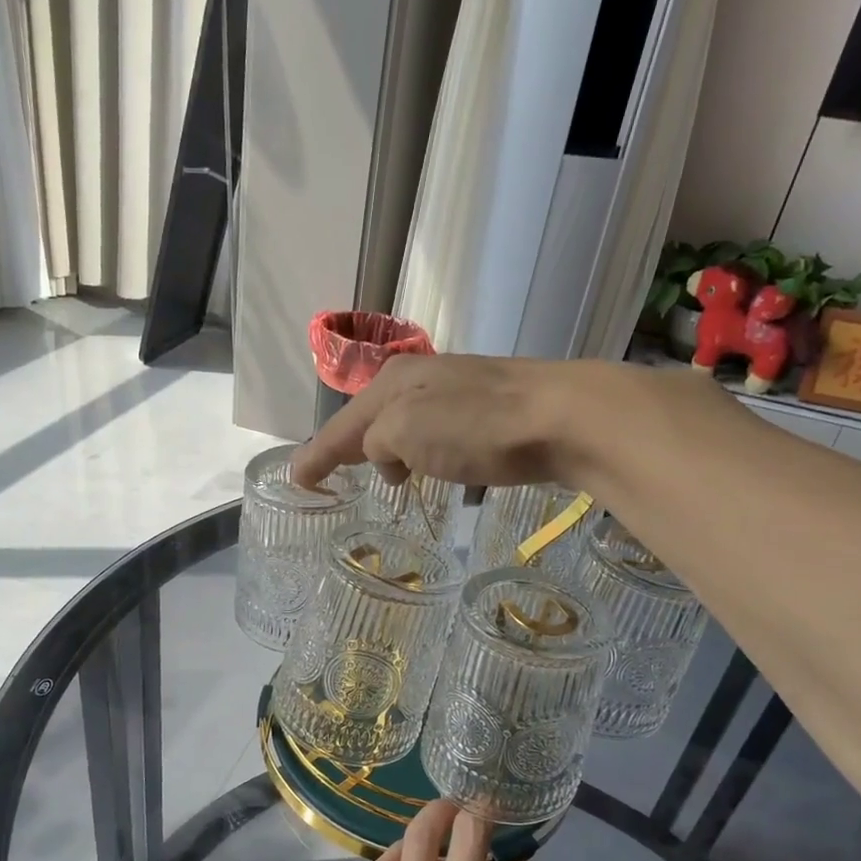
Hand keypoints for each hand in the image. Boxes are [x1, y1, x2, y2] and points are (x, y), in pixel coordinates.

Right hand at [292, 354, 614, 490]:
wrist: (562, 417)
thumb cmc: (475, 427)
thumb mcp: (406, 432)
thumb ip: (377, 444)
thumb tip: (387, 455)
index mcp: (393, 382)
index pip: (342, 425)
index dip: (317, 455)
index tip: (297, 480)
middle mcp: (422, 379)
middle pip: (372, 419)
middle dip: (352, 447)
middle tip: (335, 475)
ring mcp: (459, 392)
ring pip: (408, 426)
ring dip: (393, 453)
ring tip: (392, 481)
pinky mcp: (491, 412)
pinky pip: (440, 435)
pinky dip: (427, 454)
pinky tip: (439, 470)